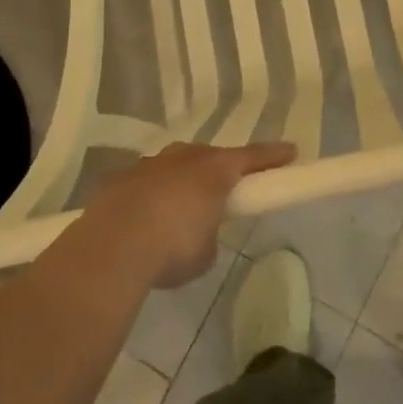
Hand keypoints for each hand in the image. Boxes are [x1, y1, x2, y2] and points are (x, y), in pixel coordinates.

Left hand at [82, 141, 295, 288]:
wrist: (111, 248)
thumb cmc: (172, 248)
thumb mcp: (206, 251)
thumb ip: (210, 233)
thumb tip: (199, 230)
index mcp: (214, 170)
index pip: (252, 157)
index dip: (273, 156)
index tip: (290, 152)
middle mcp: (183, 158)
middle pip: (209, 157)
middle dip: (219, 170)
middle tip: (225, 189)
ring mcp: (148, 165)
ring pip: (174, 166)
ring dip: (181, 181)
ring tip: (179, 210)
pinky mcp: (119, 179)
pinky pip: (145, 183)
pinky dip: (151, 196)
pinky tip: (144, 219)